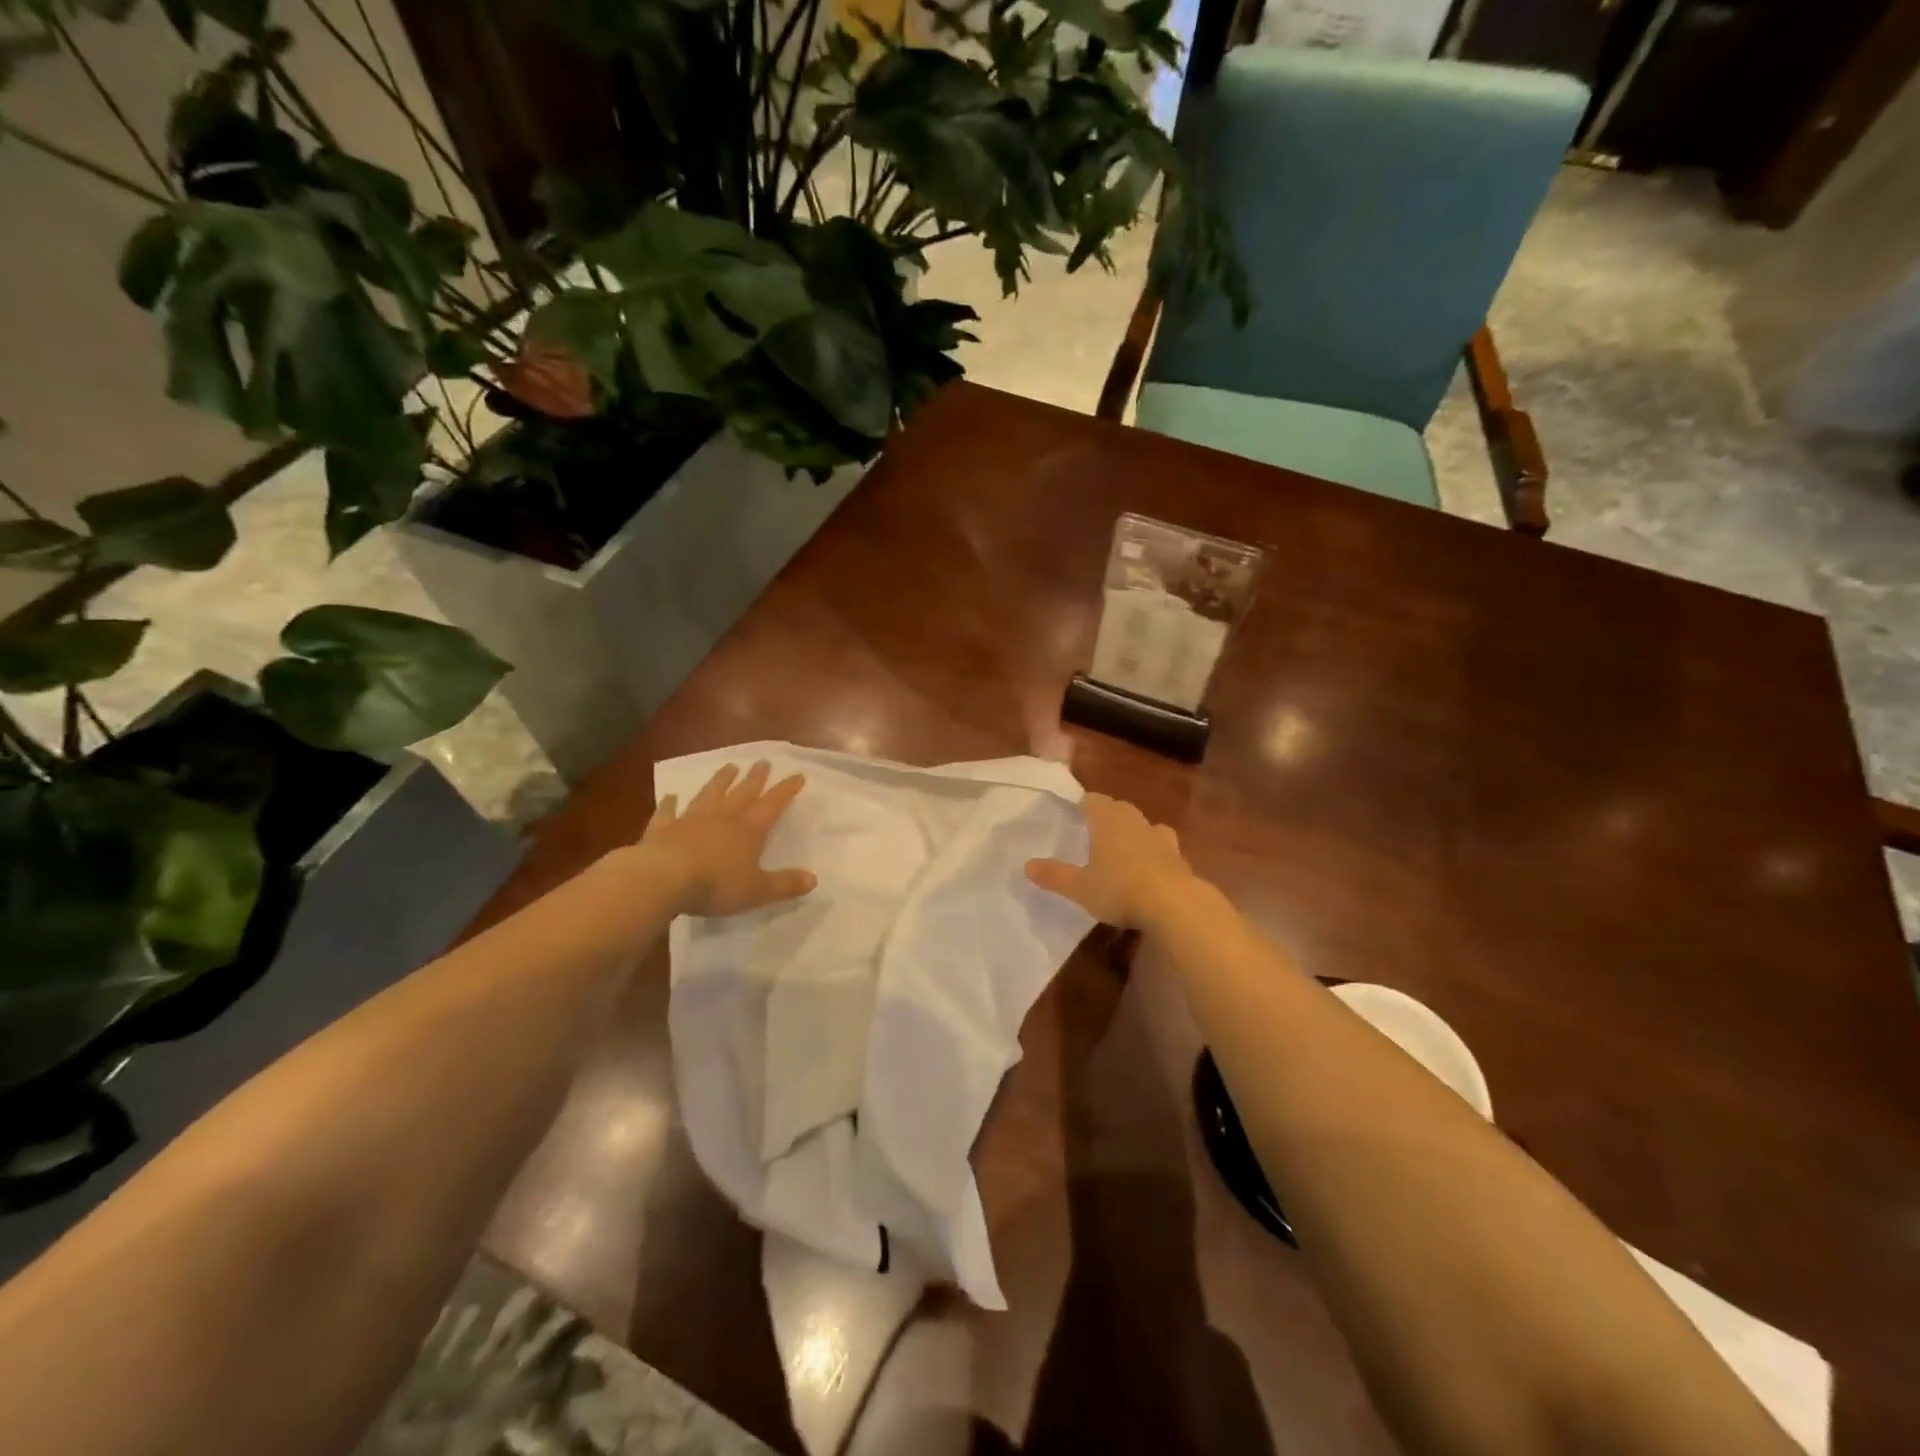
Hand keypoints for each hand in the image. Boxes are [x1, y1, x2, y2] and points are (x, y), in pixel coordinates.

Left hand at [643, 760, 816, 917]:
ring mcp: (690, 820)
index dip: (786, 790)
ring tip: (729, 767)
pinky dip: (670, 803)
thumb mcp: (757, 890)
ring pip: (709, 794)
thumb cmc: (716, 884)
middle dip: (755, 778)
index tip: (798, 775)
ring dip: (720, 780)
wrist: (662, 878)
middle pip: (742, 792)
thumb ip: (784, 885)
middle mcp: (722, 817)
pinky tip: (671, 796)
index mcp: (749, 830)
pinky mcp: (662, 829)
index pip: (773, 804)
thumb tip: (813, 879)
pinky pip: (668, 812)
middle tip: (763, 761)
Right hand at [1025, 792, 1197, 929]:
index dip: (1084, 805)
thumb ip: (1054, 875)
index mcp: (1108, 821)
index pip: (1094, 801)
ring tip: (1125, 849)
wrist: (1175, 905)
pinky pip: (1163, 848)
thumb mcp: (1080, 888)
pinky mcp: (1179, 858)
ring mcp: (1161, 838)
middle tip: (1096, 831)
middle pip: (1120, 809)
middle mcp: (1135, 822)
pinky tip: (1150, 870)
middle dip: (1109, 816)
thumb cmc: (1120, 889)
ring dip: (1135, 832)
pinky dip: (1155, 854)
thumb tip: (1027, 865)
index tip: (1076, 813)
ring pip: (1145, 826)